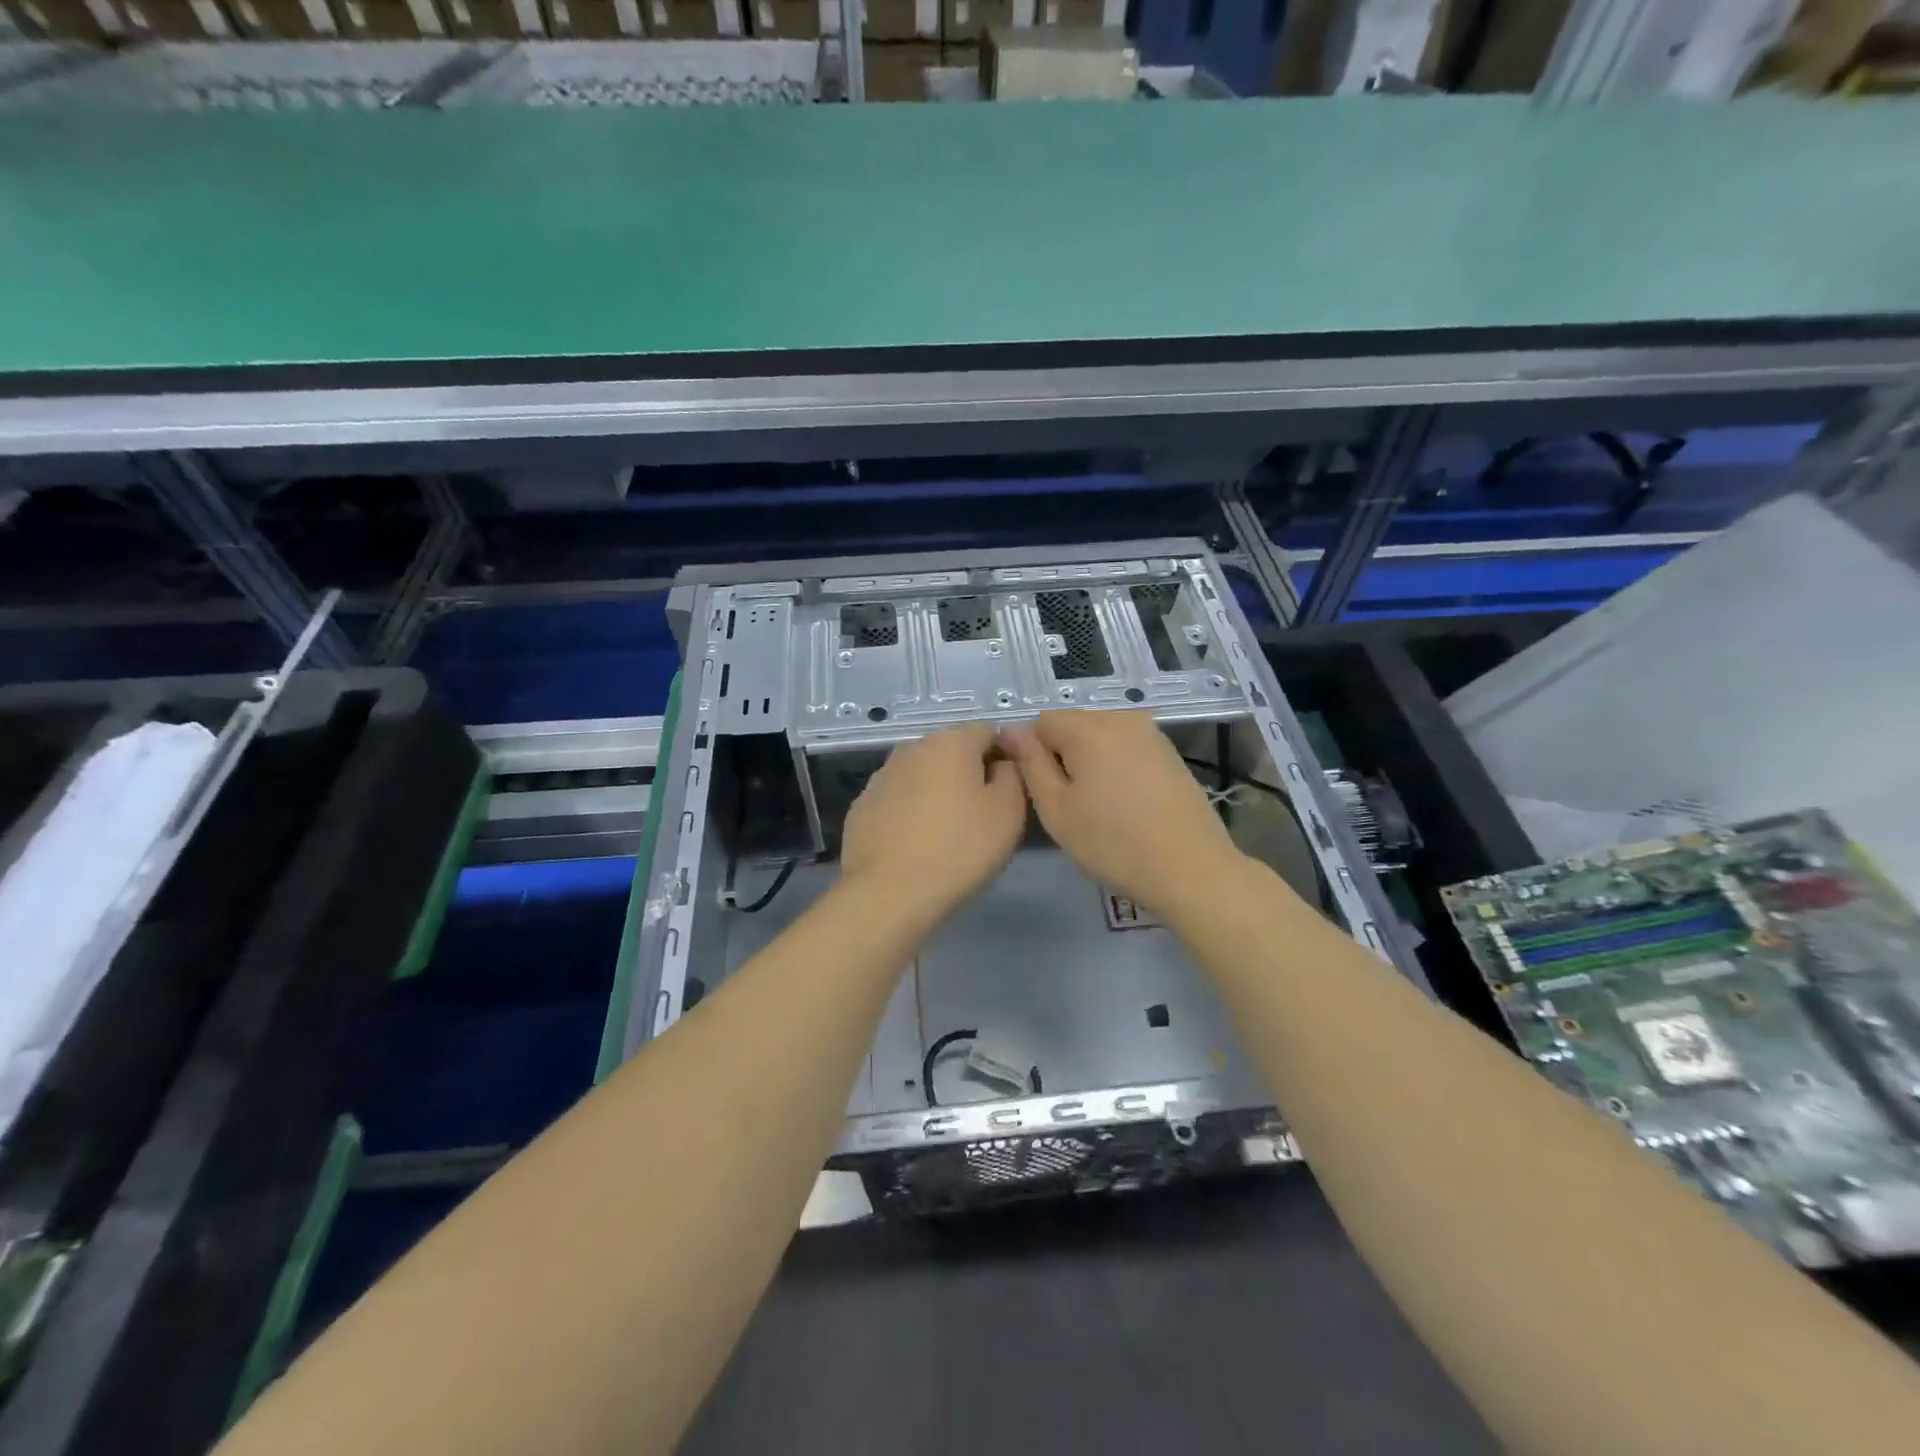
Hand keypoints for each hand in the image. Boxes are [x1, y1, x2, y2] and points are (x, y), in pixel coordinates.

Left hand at [840, 724, 1027, 922]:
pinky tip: (916, 845)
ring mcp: (882, 775)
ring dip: (938, 793)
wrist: (889, 894)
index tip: (1008, 794)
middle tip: (981, 816)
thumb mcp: (1008, 811)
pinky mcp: (862, 805)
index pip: (988, 732)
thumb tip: (1002, 762)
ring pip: (923, 775)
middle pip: (952, 752)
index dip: (1004, 759)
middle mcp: (912, 747)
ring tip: (947, 834)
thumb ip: (1013, 774)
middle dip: (969, 775)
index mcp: (951, 741)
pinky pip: (898, 800)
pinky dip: (911, 812)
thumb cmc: (959, 849)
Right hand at [1000, 711, 1246, 923]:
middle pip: (1073, 724)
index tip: (1043, 790)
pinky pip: (1126, 745)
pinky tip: (1124, 800)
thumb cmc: (1113, 844)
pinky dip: (1116, 764)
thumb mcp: (1057, 810)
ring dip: (1090, 759)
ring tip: (1098, 803)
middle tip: (1069, 801)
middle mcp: (1120, 717)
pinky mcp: (1169, 751)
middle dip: (1062, 754)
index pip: (1041, 722)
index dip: (1033, 753)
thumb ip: (1030, 764)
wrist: (1191, 869)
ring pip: (1100, 734)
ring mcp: (1150, 732)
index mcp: (1088, 727)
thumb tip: (1012, 731)